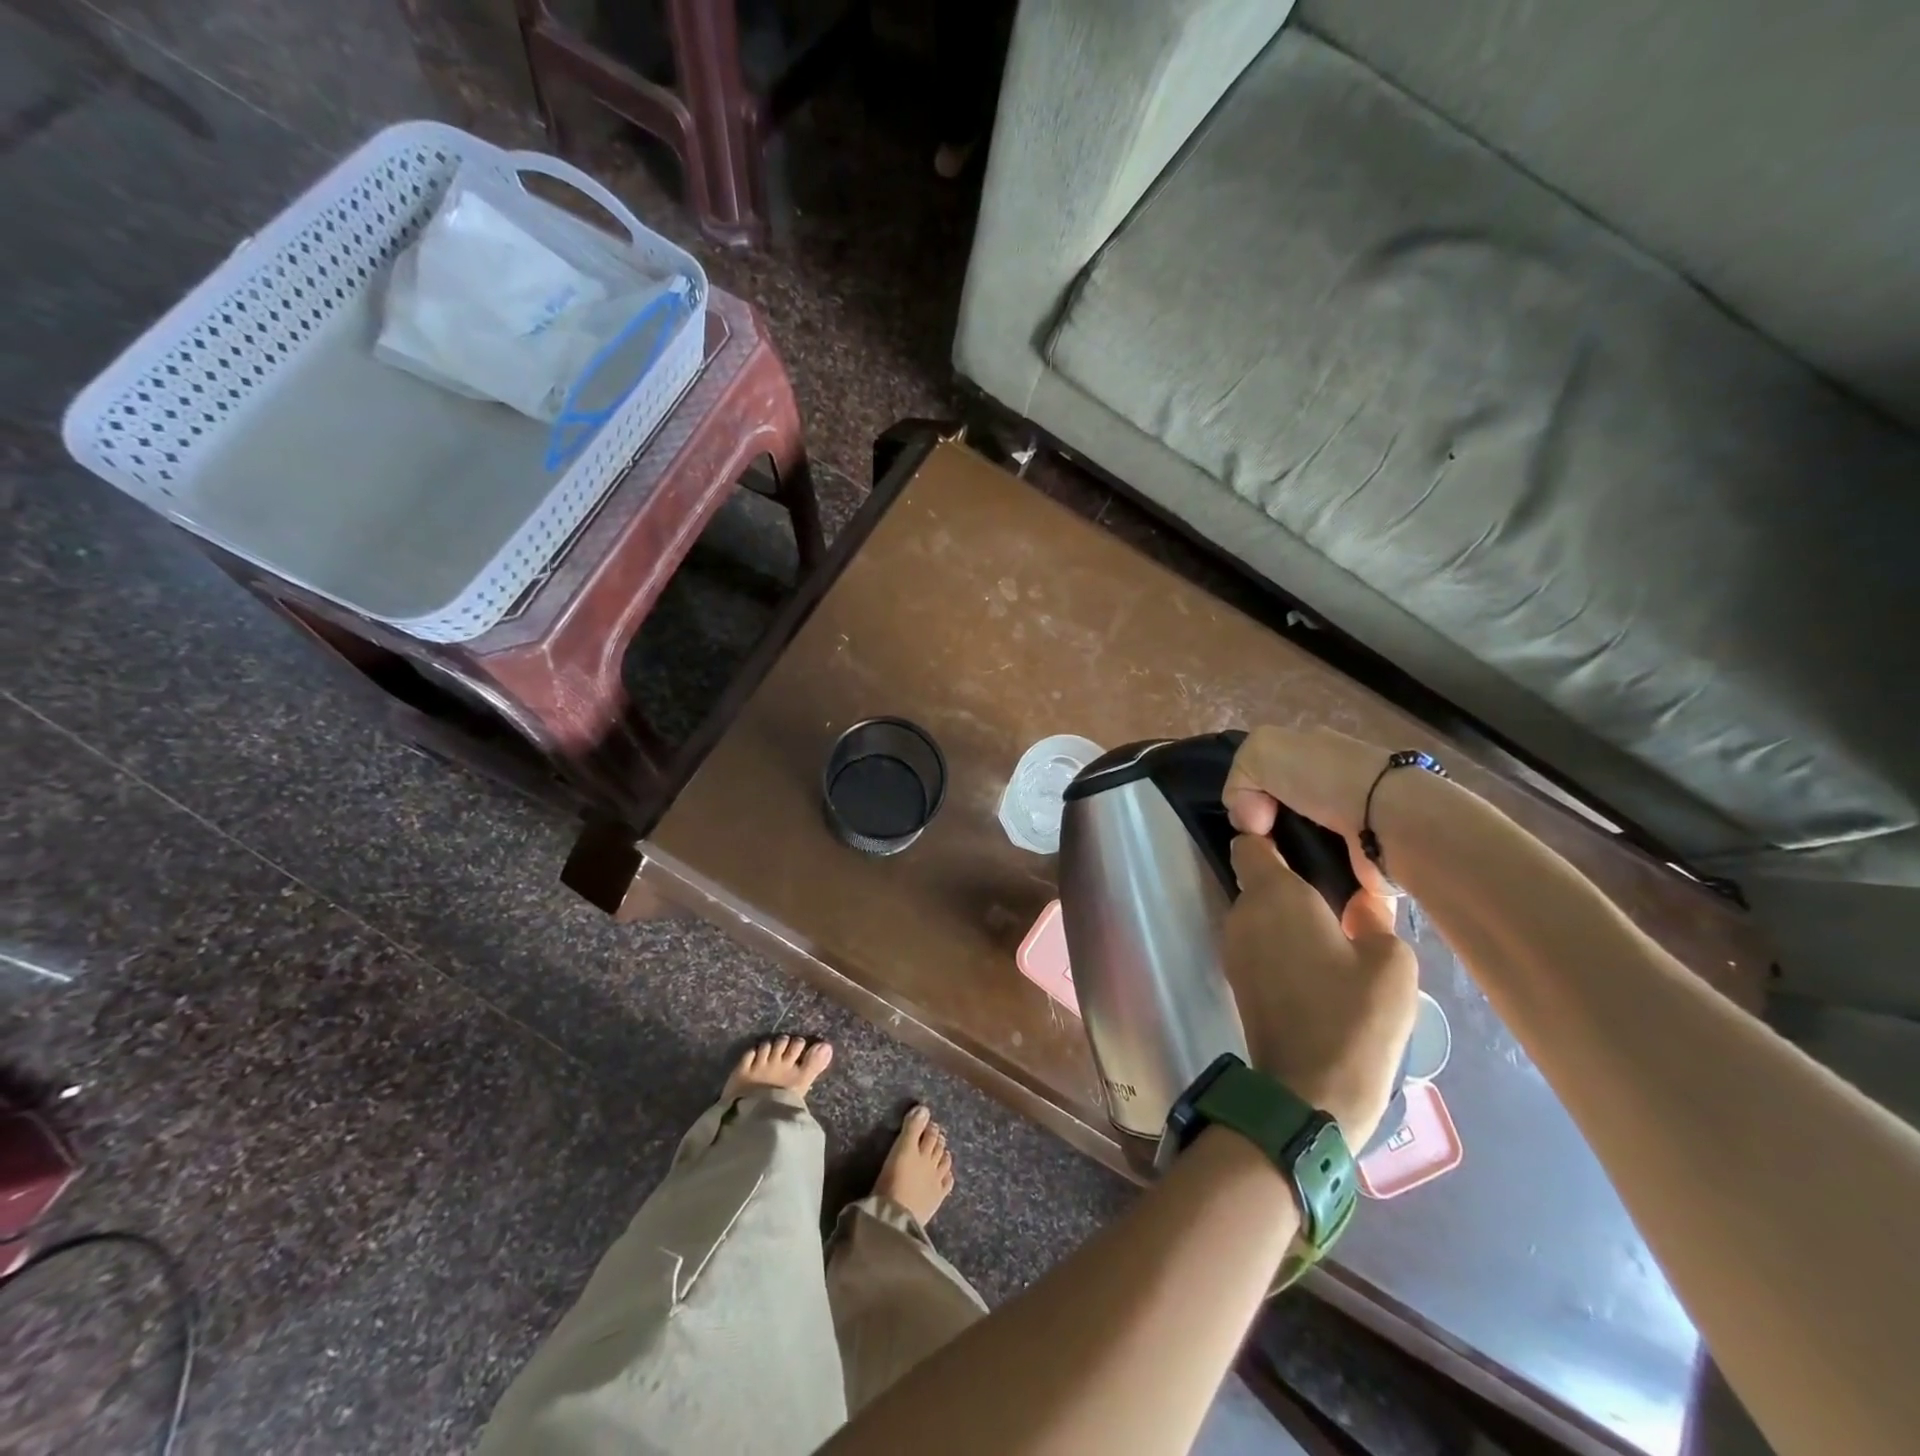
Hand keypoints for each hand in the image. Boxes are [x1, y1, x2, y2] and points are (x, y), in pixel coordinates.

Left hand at [1222, 834, 1417, 1150]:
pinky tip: (1318, 960)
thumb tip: (1366, 900)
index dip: (1270, 836)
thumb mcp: (1391, 964)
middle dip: (1291, 879)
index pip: (1250, 843)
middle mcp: (1242, 912)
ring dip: (1288, 914)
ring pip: (1259, 911)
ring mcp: (1233, 946)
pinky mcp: (1236, 977)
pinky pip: (1258, 940)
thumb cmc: (1353, 1019)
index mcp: (1273, 894)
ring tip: (1336, 929)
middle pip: (1258, 878)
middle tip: (1339, 890)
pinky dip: (1280, 940)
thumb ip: (1377, 919)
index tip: (1303, 842)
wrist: (1308, 1092)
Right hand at [1224, 726, 1408, 896]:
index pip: (1268, 774)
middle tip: (1258, 847)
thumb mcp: (1261, 751)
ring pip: (1298, 843)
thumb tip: (1248, 821)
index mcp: (1315, 754)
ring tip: (1273, 872)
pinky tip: (1296, 886)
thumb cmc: (1325, 779)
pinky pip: (1323, 872)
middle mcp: (1334, 786)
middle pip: (1281, 810)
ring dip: (1283, 857)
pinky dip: (1307, 880)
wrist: (1391, 821)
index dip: (1248, 795)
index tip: (1247, 819)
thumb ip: (1239, 777)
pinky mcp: (1363, 863)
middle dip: (1265, 830)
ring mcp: (1351, 825)